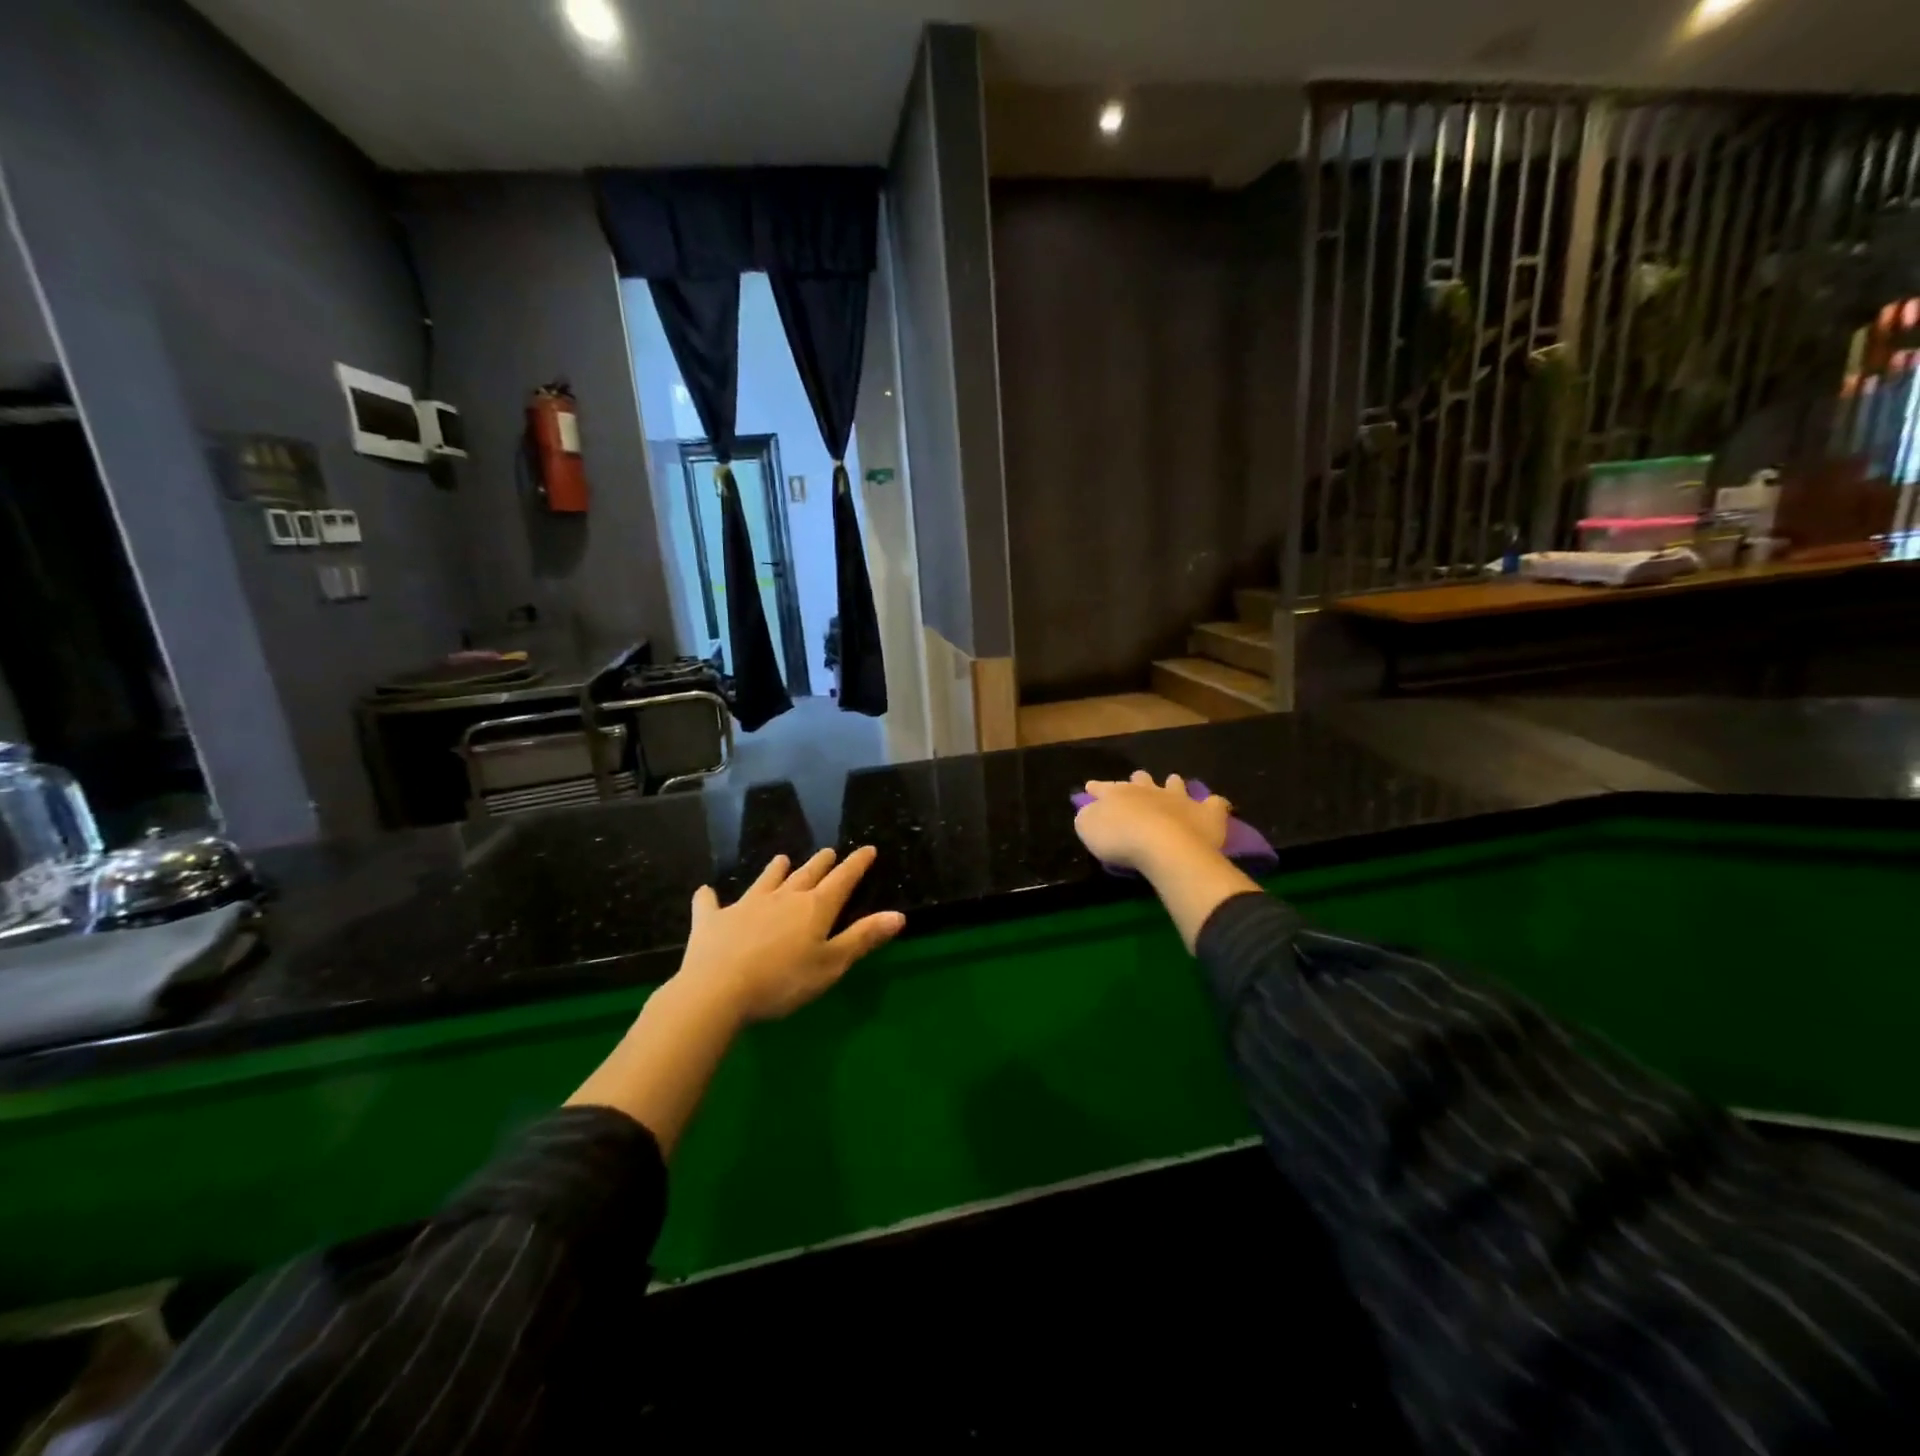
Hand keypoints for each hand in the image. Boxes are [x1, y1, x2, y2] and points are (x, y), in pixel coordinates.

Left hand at [677, 846, 905, 1023]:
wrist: (717, 989)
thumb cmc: (783, 981)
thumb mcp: (831, 964)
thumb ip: (863, 938)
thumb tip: (898, 915)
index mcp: (815, 908)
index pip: (843, 879)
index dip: (857, 864)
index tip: (867, 849)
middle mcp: (783, 897)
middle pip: (806, 874)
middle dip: (821, 863)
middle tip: (828, 853)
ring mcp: (746, 905)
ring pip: (766, 880)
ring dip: (776, 869)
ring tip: (782, 859)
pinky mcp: (713, 919)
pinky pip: (710, 903)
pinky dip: (710, 897)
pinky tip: (706, 892)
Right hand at [1074, 771, 1232, 873]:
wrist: (1162, 845)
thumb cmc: (1120, 838)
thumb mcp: (1088, 828)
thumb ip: (1088, 817)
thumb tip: (1090, 812)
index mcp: (1118, 794)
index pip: (1103, 788)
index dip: (1096, 788)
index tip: (1090, 787)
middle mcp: (1149, 790)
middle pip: (1142, 780)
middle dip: (1138, 780)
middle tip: (1137, 779)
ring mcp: (1179, 799)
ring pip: (1176, 784)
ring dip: (1173, 784)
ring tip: (1173, 782)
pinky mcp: (1206, 813)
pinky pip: (1214, 804)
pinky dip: (1213, 805)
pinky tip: (1215, 807)